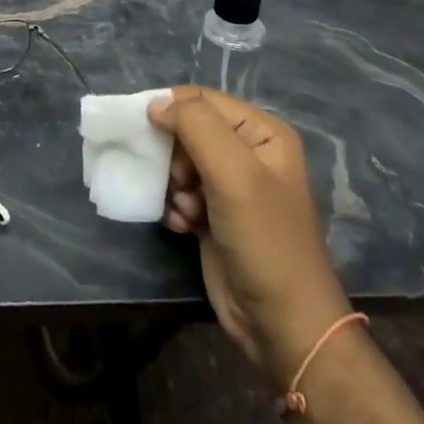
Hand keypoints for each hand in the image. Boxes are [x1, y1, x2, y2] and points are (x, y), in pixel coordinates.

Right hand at [148, 86, 352, 383]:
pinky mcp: (215, 216)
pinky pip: (181, 194)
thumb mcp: (233, 173)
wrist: (282, 324)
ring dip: (172, 184)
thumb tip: (155, 104)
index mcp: (262, 133)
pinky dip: (175, 206)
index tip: (142, 130)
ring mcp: (232, 187)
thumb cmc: (264, 240)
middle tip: (177, 180)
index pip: (203, 100)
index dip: (170, 109)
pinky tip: (181, 226)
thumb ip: (195, 126)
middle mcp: (248, 153)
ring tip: (183, 208)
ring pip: (180, 163)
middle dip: (173, 154)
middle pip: (188, 131)